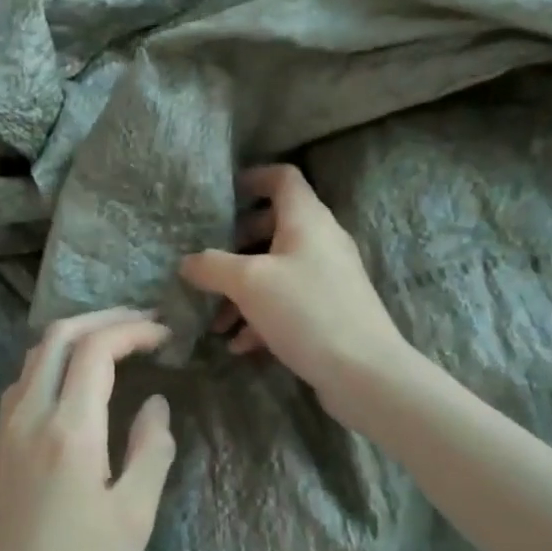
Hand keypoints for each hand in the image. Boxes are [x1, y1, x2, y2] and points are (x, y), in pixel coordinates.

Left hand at [0, 308, 176, 550]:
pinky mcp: (0, 448)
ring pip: (36, 354)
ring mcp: (7, 430)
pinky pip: (25, 380)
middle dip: (104, 318)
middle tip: (146, 322)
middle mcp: (29, 416)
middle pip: (59, 336)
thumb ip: (150, 450)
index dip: (133, 330)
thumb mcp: (133, 519)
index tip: (167, 333)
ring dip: (78, 335)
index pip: (96, 349)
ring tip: (119, 340)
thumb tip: (155, 403)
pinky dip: (56, 359)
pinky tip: (79, 378)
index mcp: (68, 430)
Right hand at [179, 164, 408, 421]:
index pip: (282, 177)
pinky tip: (239, 345)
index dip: (252, 178)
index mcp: (307, 219)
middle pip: (273, 226)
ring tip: (215, 321)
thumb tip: (187, 262)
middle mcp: (321, 241)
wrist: (364, 373)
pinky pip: (288, 302)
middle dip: (236, 245)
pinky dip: (261, 316)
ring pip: (277, 270)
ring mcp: (328, 278)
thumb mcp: (249, 283)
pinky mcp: (330, 311)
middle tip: (208, 262)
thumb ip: (212, 266)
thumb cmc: (306, 311)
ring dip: (243, 290)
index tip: (221, 197)